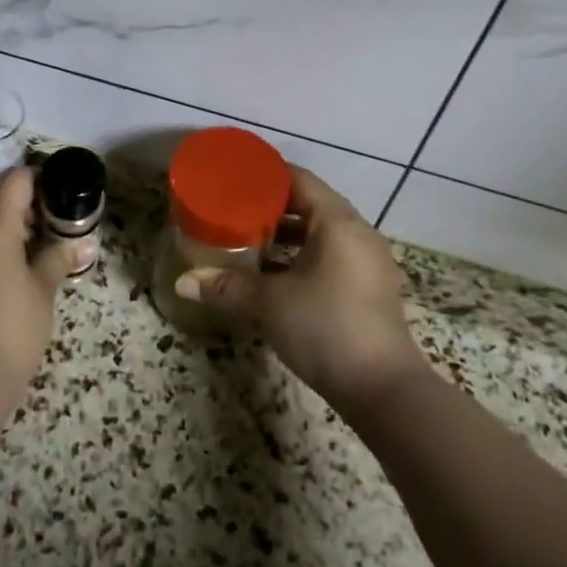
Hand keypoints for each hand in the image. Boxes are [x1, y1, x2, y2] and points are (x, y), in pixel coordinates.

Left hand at [0, 167, 65, 389]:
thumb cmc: (14, 324)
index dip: (41, 181)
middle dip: (28, 214)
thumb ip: (60, 258)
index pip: (17, 181)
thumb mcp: (44, 289)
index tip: (61, 194)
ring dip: (9, 238)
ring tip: (38, 259)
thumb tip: (84, 243)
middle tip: (57, 232)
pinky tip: (11, 282)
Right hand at [175, 167, 420, 407]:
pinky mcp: (369, 288)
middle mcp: (358, 233)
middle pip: (310, 204)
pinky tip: (275, 274)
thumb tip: (182, 283)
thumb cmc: (326, 328)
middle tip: (234, 209)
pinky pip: (332, 256)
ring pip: (321, 233)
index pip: (299, 179)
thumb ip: (227, 287)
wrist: (384, 391)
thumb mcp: (270, 303)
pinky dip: (303, 256)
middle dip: (271, 206)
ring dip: (287, 235)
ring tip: (248, 239)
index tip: (234, 177)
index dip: (266, 175)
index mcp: (337, 222)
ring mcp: (368, 262)